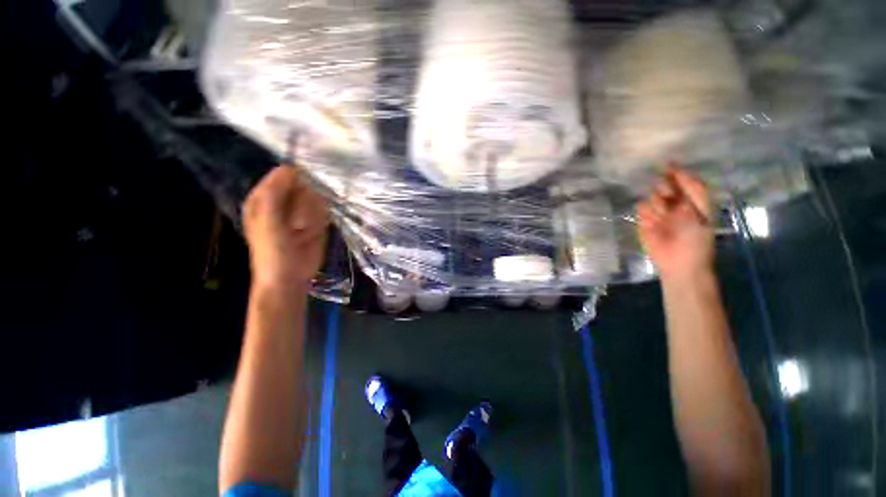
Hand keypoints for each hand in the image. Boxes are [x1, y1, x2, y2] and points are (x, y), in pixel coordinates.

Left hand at [243, 166, 328, 288]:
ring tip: (304, 231)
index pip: (285, 175)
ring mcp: (300, 211)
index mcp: (264, 197)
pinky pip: (324, 211)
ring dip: (314, 215)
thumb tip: (290, 169)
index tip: (303, 196)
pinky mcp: (315, 221)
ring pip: (317, 199)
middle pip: (305, 186)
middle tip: (298, 224)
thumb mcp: (269, 222)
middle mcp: (283, 201)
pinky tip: (314, 233)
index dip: (297, 182)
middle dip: (306, 204)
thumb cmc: (273, 252)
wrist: (289, 278)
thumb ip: (276, 194)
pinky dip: (322, 220)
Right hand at [638, 167, 713, 280]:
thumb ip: (690, 207)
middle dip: (666, 186)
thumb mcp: (701, 224)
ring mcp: (661, 213)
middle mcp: (677, 205)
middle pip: (670, 187)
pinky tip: (651, 219)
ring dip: (657, 201)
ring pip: (654, 197)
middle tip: (665, 194)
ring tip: (661, 213)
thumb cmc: (697, 246)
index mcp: (696, 204)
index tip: (670, 165)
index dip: (682, 174)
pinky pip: (641, 208)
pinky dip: (645, 210)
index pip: (690, 184)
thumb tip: (675, 196)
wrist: (679, 266)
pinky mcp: (646, 221)